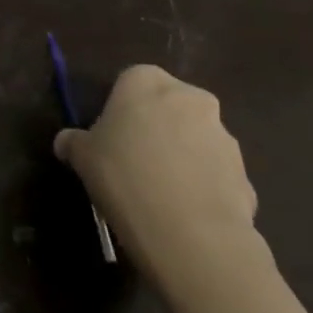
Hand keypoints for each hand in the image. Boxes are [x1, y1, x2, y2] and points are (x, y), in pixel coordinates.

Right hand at [55, 65, 259, 287]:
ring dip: (181, 156)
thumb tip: (67, 142)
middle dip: (156, 127)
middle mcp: (191, 99)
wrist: (189, 232)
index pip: (131, 80)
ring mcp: (224, 136)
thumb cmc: (123, 175)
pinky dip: (201, 185)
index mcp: (147, 82)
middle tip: (133, 158)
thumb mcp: (82, 156)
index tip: (110, 133)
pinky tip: (182, 211)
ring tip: (159, 191)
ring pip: (195, 139)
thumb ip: (74, 142)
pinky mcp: (245, 174)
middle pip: (169, 106)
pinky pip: (215, 173)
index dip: (119, 106)